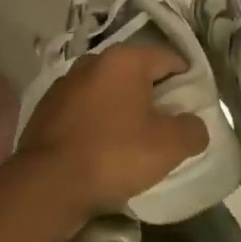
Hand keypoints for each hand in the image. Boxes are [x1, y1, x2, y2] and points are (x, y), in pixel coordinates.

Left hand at [16, 45, 207, 213]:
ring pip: (107, 92)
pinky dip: (97, 122)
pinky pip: (84, 110)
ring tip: (134, 140)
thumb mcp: (169, 146)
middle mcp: (91, 62)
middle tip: (168, 125)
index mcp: (123, 60)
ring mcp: (64, 85)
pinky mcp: (46, 109)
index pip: (169, 58)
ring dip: (123, 109)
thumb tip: (193, 125)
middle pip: (136, 73)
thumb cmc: (114, 155)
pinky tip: (102, 148)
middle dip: (153, 95)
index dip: (188, 80)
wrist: (48, 183)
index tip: (195, 106)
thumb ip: (192, 129)